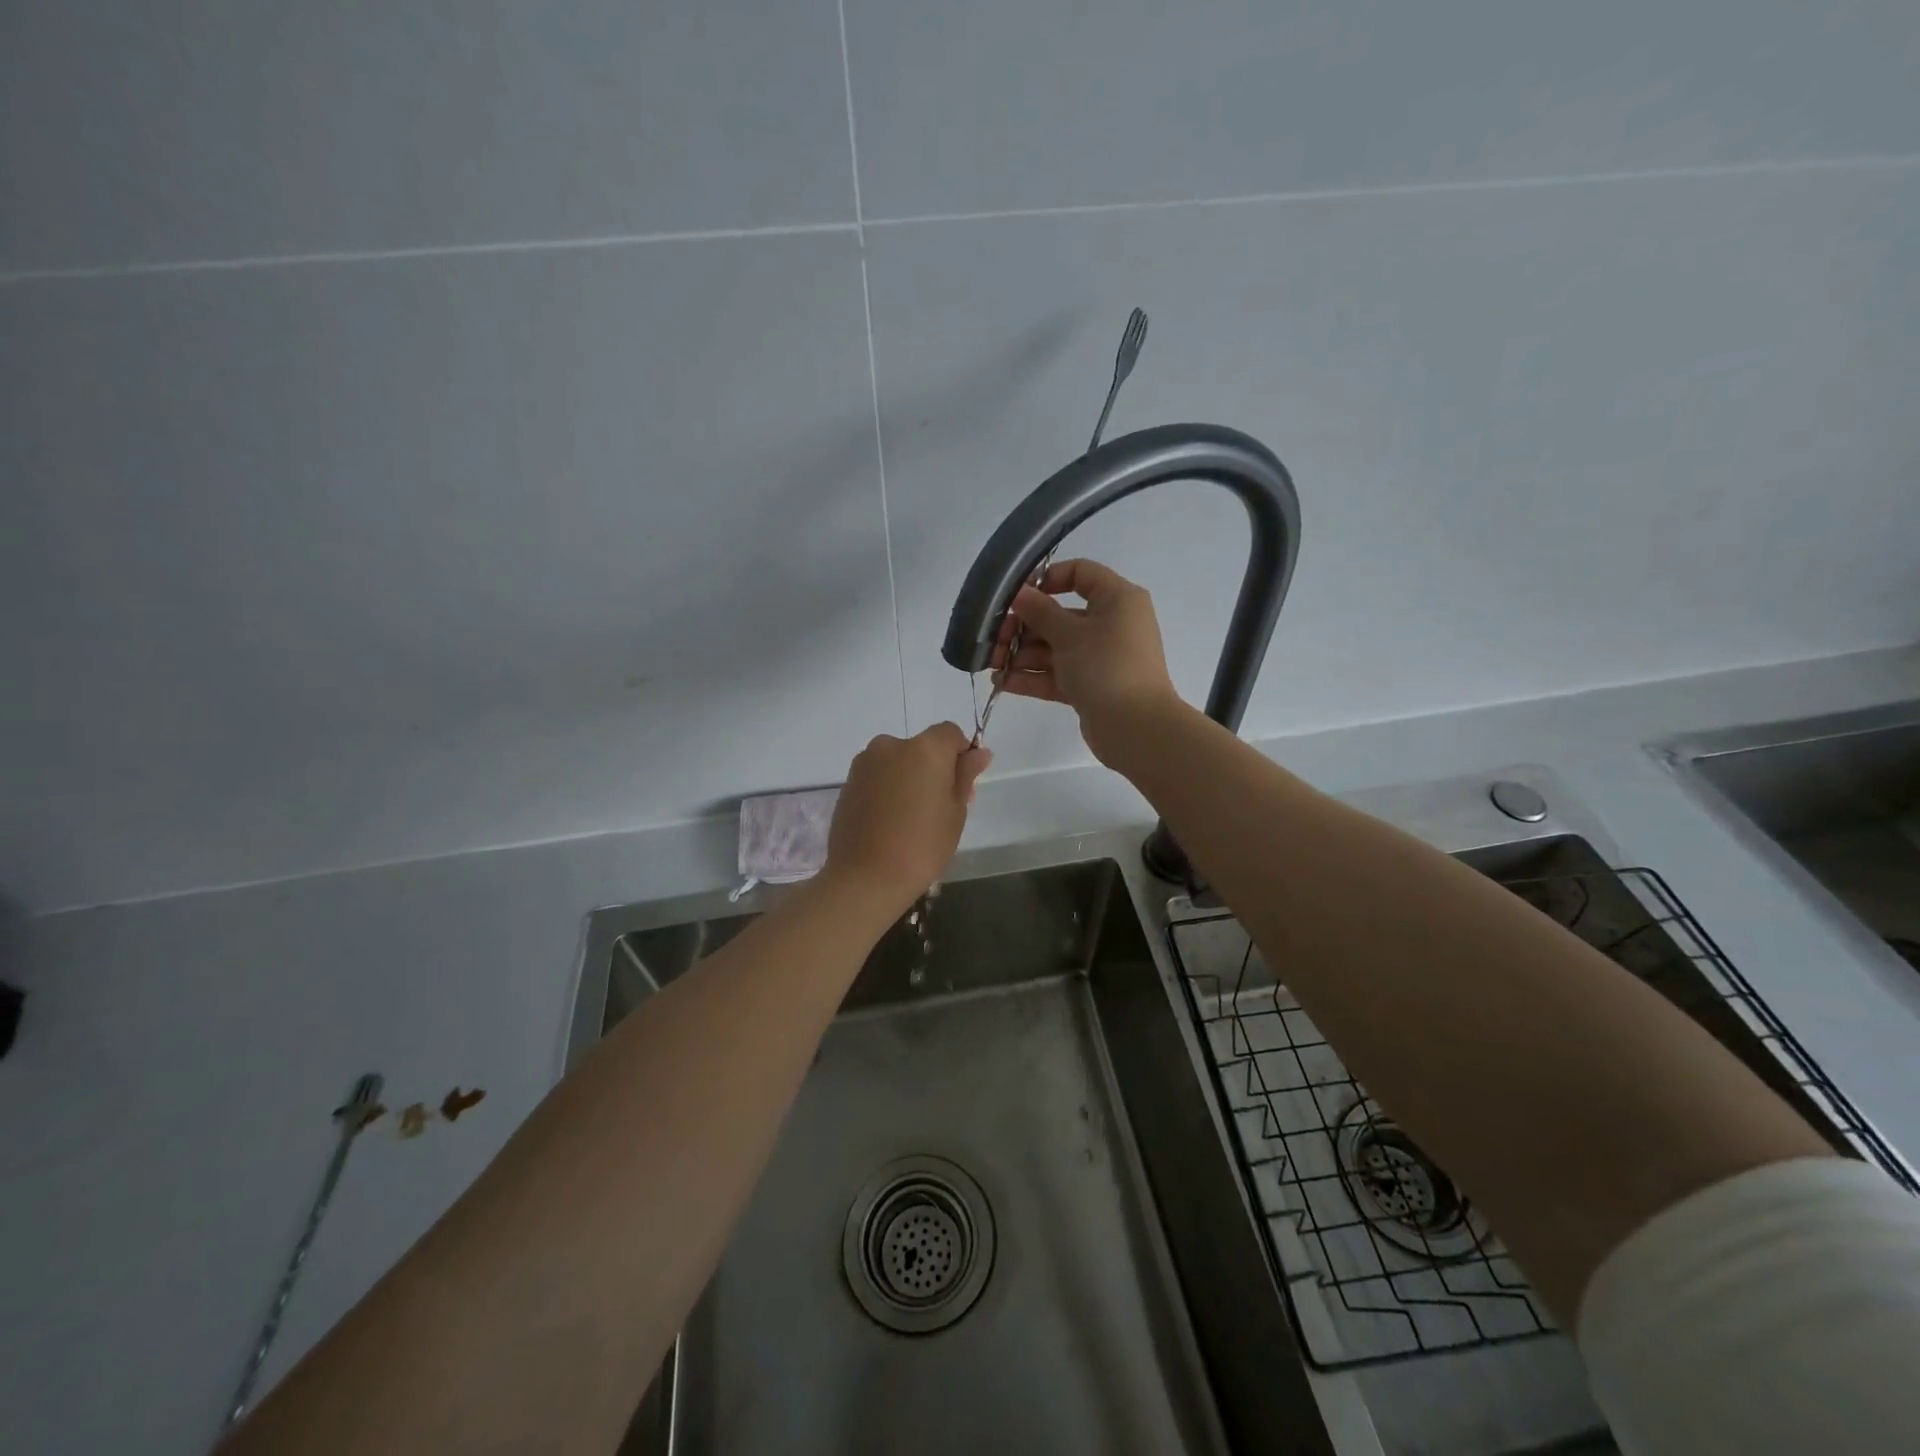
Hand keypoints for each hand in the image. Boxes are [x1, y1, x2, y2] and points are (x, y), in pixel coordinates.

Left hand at [823, 723, 990, 914]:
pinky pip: (877, 777)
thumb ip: (965, 775)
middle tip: (940, 807)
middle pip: (922, 747)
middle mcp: (891, 745)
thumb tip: (979, 752)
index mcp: (924, 748)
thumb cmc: (922, 846)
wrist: (865, 877)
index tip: (962, 785)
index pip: (950, 733)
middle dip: (933, 768)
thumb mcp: (955, 812)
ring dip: (908, 778)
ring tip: (911, 818)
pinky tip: (889, 821)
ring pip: (897, 762)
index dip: (961, 754)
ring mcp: (865, 763)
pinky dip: (887, 789)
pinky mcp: (847, 783)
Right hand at [994, 559, 1181, 764]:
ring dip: (1022, 654)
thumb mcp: (1069, 634)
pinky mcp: (1091, 687)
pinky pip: (1058, 674)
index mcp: (1116, 599)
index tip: (1018, 595)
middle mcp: (1111, 624)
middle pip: (1060, 615)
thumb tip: (1020, 593)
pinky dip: (1033, 676)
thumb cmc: (1106, 667)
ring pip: (1055, 648)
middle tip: (995, 639)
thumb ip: (1040, 612)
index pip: (1081, 573)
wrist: (1136, 728)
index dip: (1047, 579)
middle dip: (1024, 627)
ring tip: (992, 664)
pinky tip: (1002, 682)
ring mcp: (1100, 658)